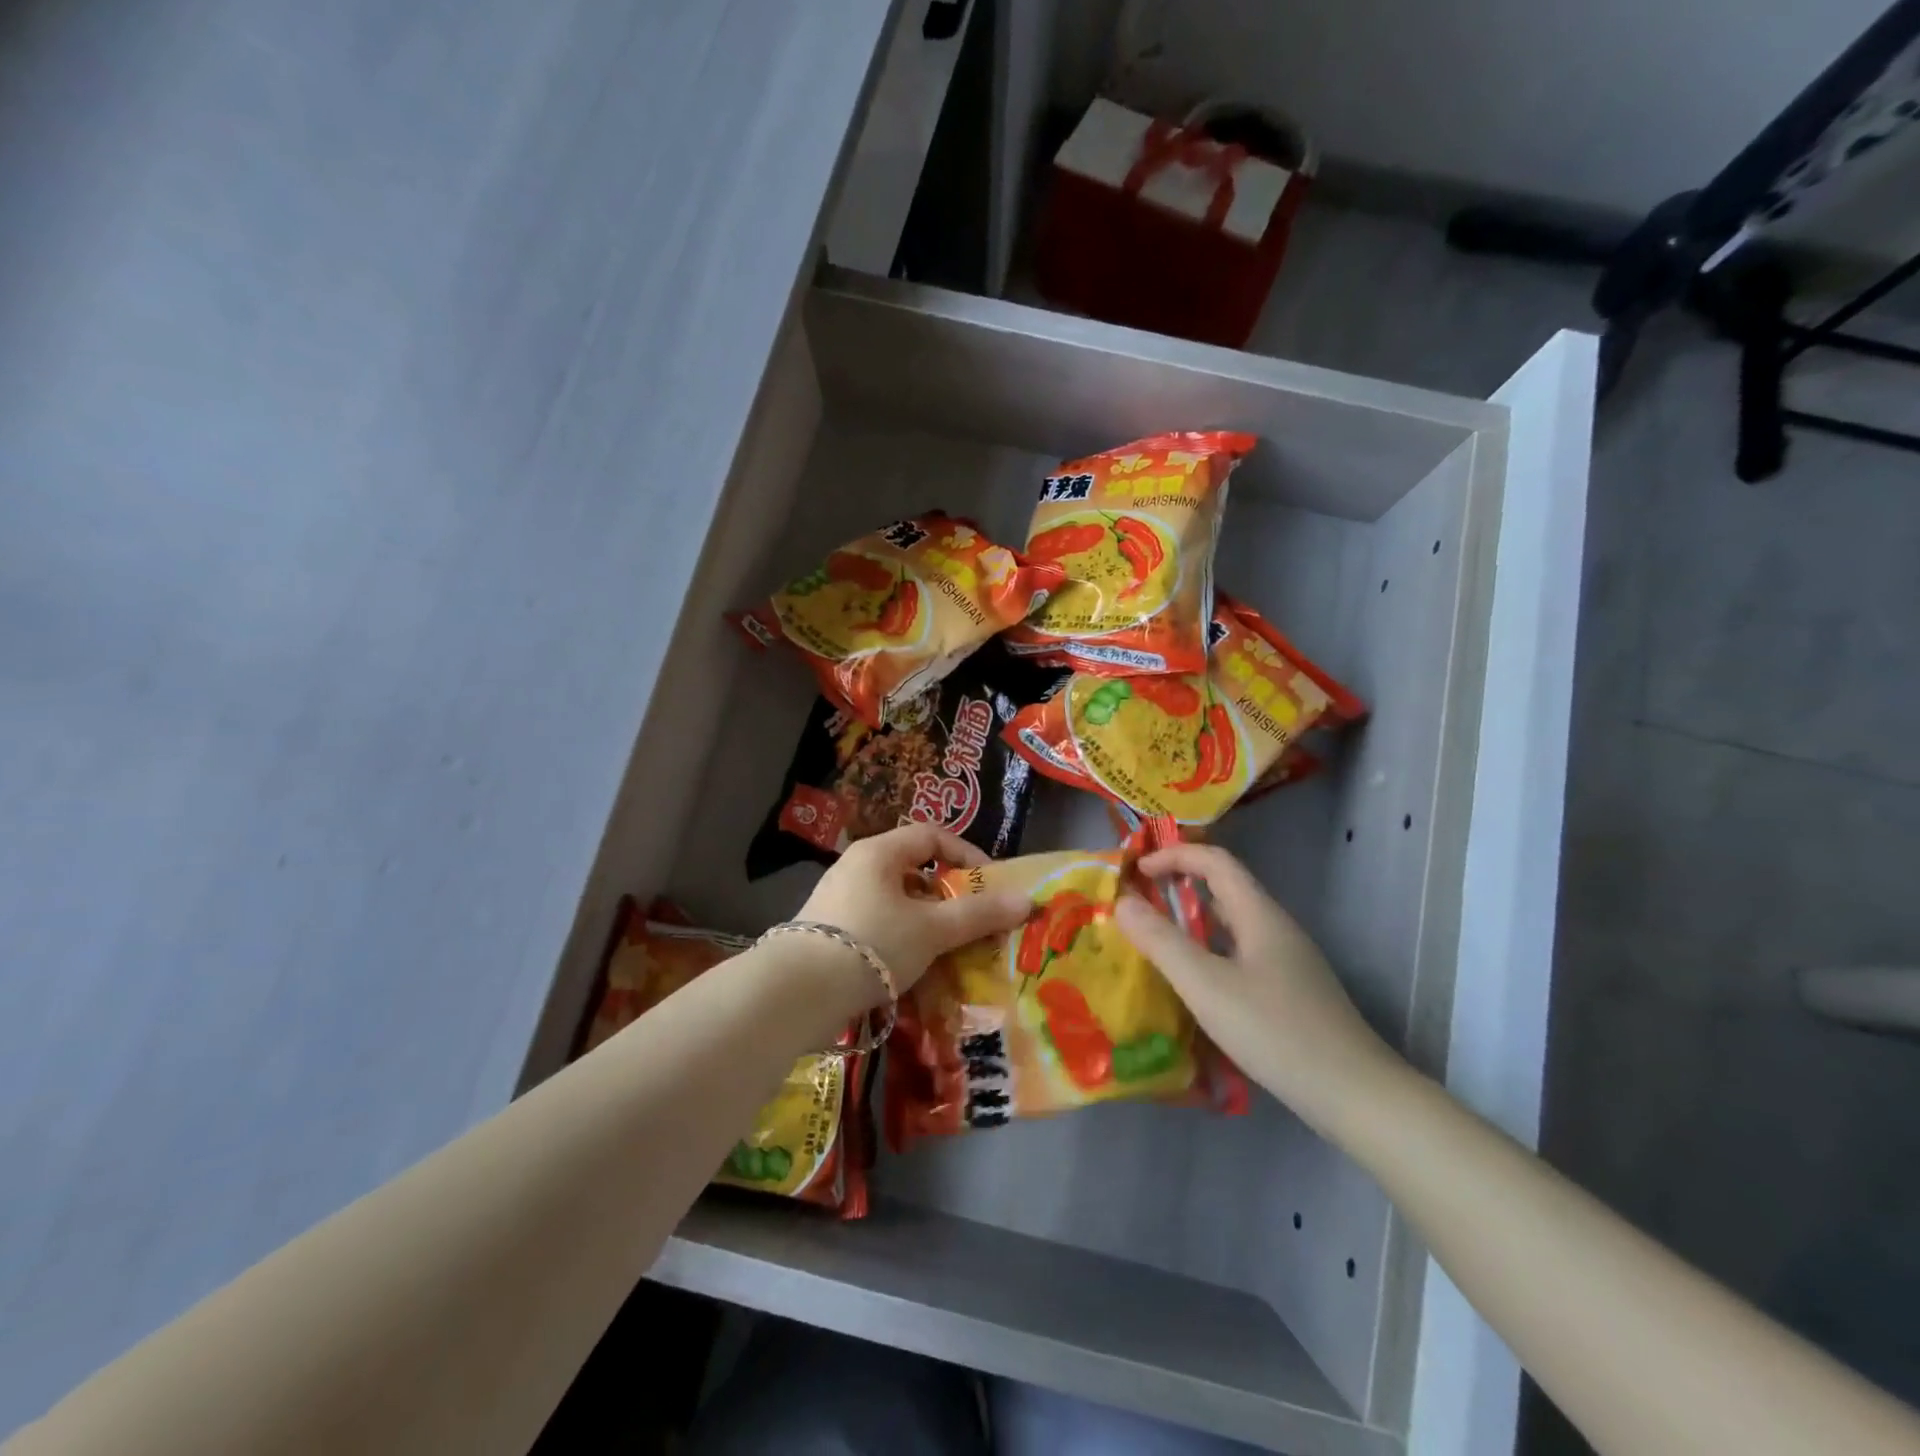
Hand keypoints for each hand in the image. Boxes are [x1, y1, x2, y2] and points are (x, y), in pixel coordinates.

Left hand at [798, 824, 1030, 996]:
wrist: (796, 994)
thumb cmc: (872, 945)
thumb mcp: (932, 929)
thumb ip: (979, 914)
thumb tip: (1028, 900)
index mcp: (880, 853)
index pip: (932, 836)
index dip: (967, 856)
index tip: (990, 887)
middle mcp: (858, 868)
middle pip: (916, 871)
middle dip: (950, 896)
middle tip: (973, 924)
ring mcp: (840, 901)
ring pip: (898, 903)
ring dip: (928, 924)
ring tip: (950, 952)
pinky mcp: (831, 933)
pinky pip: (880, 926)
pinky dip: (903, 942)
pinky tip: (915, 971)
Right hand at [1115, 843, 1405, 1132]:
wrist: (1355, 1095)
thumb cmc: (1275, 1031)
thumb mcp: (1206, 986)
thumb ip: (1161, 941)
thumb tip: (1123, 901)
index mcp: (1259, 914)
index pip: (1215, 861)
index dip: (1174, 856)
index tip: (1136, 871)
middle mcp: (1276, 928)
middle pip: (1226, 888)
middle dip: (1181, 884)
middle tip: (1141, 901)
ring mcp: (1289, 962)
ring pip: (1234, 924)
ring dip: (1195, 919)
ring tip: (1159, 938)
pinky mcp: (1292, 992)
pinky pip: (1242, 953)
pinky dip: (1211, 950)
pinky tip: (1198, 984)